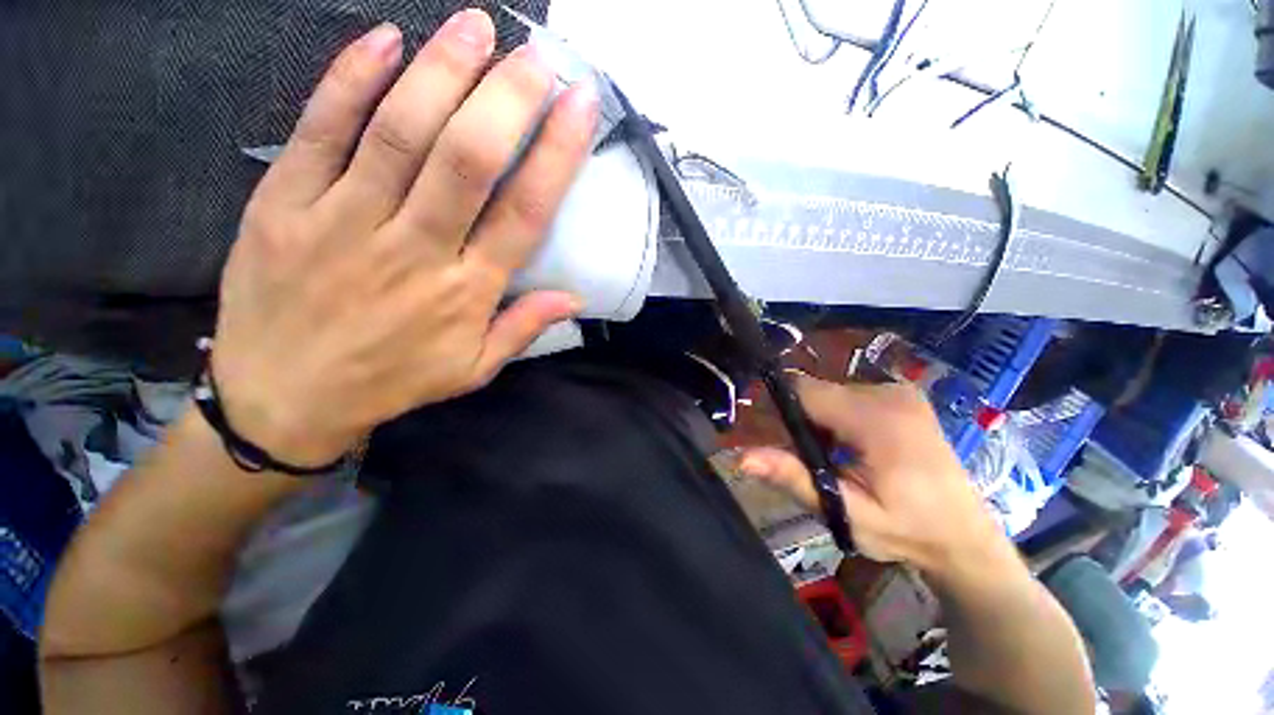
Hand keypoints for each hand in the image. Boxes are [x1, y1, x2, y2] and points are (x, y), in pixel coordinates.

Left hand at [212, 11, 598, 465]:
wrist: (284, 397)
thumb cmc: (392, 381)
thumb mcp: (474, 369)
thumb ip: (524, 329)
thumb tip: (574, 297)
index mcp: (465, 292)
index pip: (524, 212)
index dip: (556, 155)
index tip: (580, 107)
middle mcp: (414, 249)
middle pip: (467, 159)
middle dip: (508, 98)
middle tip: (537, 54)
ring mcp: (343, 220)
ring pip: (399, 132)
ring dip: (442, 71)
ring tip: (477, 27)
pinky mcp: (283, 203)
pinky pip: (321, 129)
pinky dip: (352, 78)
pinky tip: (386, 40)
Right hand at [739, 376, 1012, 578]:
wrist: (966, 538)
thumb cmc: (907, 532)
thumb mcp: (846, 512)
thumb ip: (794, 478)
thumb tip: (741, 458)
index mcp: (877, 419)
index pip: (804, 390)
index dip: (782, 410)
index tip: (782, 442)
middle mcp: (889, 393)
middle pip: (816, 391)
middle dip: (803, 421)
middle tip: (814, 461)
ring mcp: (900, 390)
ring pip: (830, 392)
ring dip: (821, 420)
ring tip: (836, 458)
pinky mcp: (904, 395)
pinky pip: (850, 395)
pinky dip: (840, 416)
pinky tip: (854, 447)